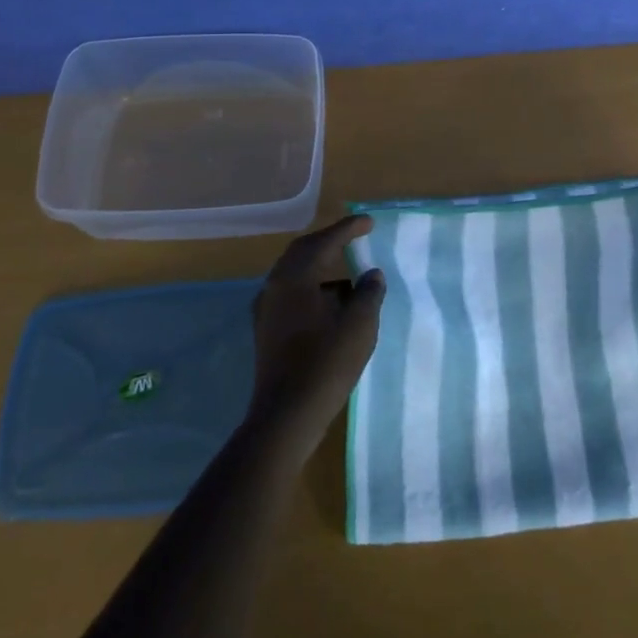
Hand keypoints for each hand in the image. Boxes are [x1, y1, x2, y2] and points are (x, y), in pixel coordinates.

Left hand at [248, 215, 386, 444]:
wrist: (286, 415)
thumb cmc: (326, 364)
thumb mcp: (360, 326)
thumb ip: (369, 293)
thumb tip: (371, 275)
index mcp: (296, 277)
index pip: (325, 241)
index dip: (349, 229)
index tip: (369, 222)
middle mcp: (275, 285)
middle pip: (303, 251)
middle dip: (330, 242)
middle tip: (354, 238)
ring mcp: (266, 308)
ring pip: (294, 273)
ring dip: (320, 266)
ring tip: (348, 273)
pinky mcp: (266, 329)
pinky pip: (290, 293)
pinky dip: (312, 287)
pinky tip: (330, 303)